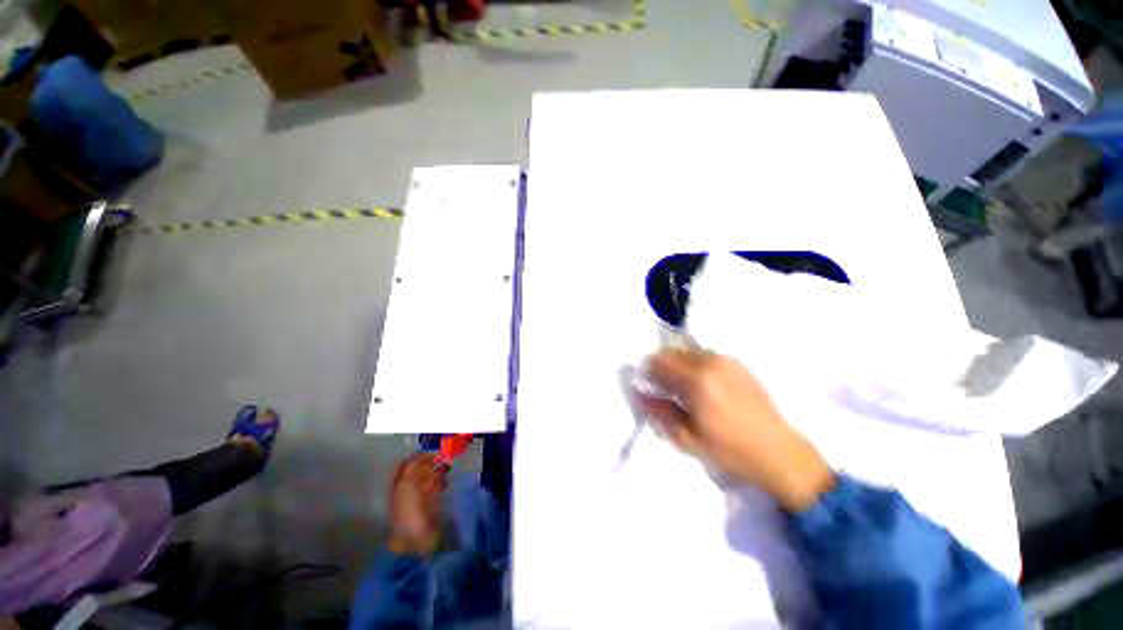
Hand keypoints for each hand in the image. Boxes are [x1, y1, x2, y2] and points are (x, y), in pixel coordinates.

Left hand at [387, 453, 448, 555]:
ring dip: (438, 470)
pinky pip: (437, 489)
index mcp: (400, 485)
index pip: (408, 467)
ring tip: (448, 463)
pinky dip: (442, 482)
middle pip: (420, 472)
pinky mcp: (432, 505)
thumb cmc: (407, 510)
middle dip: (430, 462)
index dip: (418, 458)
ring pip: (430, 479)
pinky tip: (448, 477)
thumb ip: (411, 468)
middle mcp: (409, 490)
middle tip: (443, 453)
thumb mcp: (405, 485)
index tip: (430, 449)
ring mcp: (420, 498)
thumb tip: (419, 453)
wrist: (415, 538)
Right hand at [637, 348, 835, 511]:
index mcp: (697, 381)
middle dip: (662, 367)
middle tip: (664, 390)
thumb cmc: (730, 450)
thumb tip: (638, 392)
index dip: (648, 373)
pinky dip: (694, 364)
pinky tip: (701, 384)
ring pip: (687, 351)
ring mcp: (726, 360)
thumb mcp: (687, 438)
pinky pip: (704, 354)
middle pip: (672, 352)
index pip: (659, 362)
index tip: (648, 387)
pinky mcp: (737, 363)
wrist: (779, 453)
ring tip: (683, 389)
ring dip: (678, 364)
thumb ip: (659, 411)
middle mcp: (711, 362)